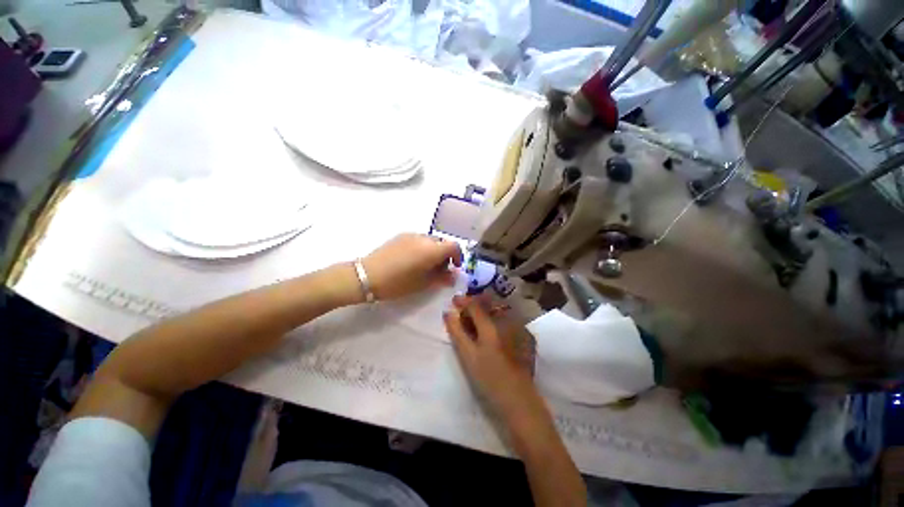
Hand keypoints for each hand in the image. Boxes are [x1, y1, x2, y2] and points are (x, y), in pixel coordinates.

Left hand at [362, 233, 462, 300]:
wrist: (367, 275)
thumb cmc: (398, 283)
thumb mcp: (423, 284)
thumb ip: (442, 278)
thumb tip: (453, 275)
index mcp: (432, 249)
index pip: (454, 246)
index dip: (458, 256)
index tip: (455, 267)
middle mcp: (424, 238)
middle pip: (442, 242)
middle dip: (445, 255)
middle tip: (439, 270)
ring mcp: (411, 235)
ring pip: (430, 241)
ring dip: (433, 251)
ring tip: (424, 266)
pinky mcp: (400, 236)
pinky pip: (418, 240)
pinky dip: (422, 248)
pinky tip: (412, 260)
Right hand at [443, 295, 543, 424]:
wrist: (518, 400)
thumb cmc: (488, 379)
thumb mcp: (467, 356)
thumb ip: (457, 332)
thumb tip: (448, 313)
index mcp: (491, 327)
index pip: (475, 305)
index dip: (463, 300)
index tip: (454, 300)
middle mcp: (507, 321)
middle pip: (488, 303)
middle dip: (475, 303)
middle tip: (464, 311)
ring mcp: (519, 327)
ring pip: (499, 310)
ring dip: (486, 310)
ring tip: (476, 320)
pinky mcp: (526, 335)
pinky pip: (508, 318)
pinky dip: (497, 318)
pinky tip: (492, 329)